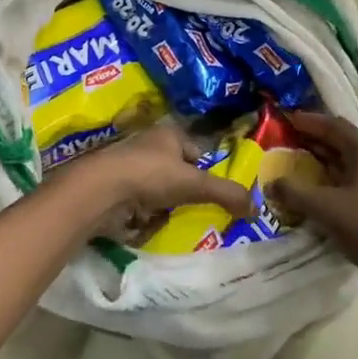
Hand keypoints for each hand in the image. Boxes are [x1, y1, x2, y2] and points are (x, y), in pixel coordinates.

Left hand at [66, 123, 252, 239]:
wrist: (102, 190)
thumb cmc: (151, 175)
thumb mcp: (195, 184)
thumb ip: (226, 194)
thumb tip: (255, 209)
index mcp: (167, 133)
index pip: (194, 149)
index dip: (203, 168)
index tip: (209, 190)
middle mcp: (146, 145)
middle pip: (173, 168)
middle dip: (182, 188)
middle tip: (194, 209)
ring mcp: (127, 166)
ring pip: (154, 186)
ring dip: (161, 202)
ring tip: (171, 220)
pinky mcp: (112, 188)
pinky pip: (135, 202)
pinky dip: (142, 213)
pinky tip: (148, 225)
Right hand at [266, 112, 357, 272]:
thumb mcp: (323, 206)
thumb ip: (293, 192)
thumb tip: (270, 184)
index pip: (334, 125)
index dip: (310, 120)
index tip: (287, 118)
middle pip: (341, 142)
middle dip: (313, 139)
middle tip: (286, 139)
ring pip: (345, 163)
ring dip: (321, 161)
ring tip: (295, 162)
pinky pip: (349, 182)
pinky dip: (329, 180)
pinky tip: (313, 190)